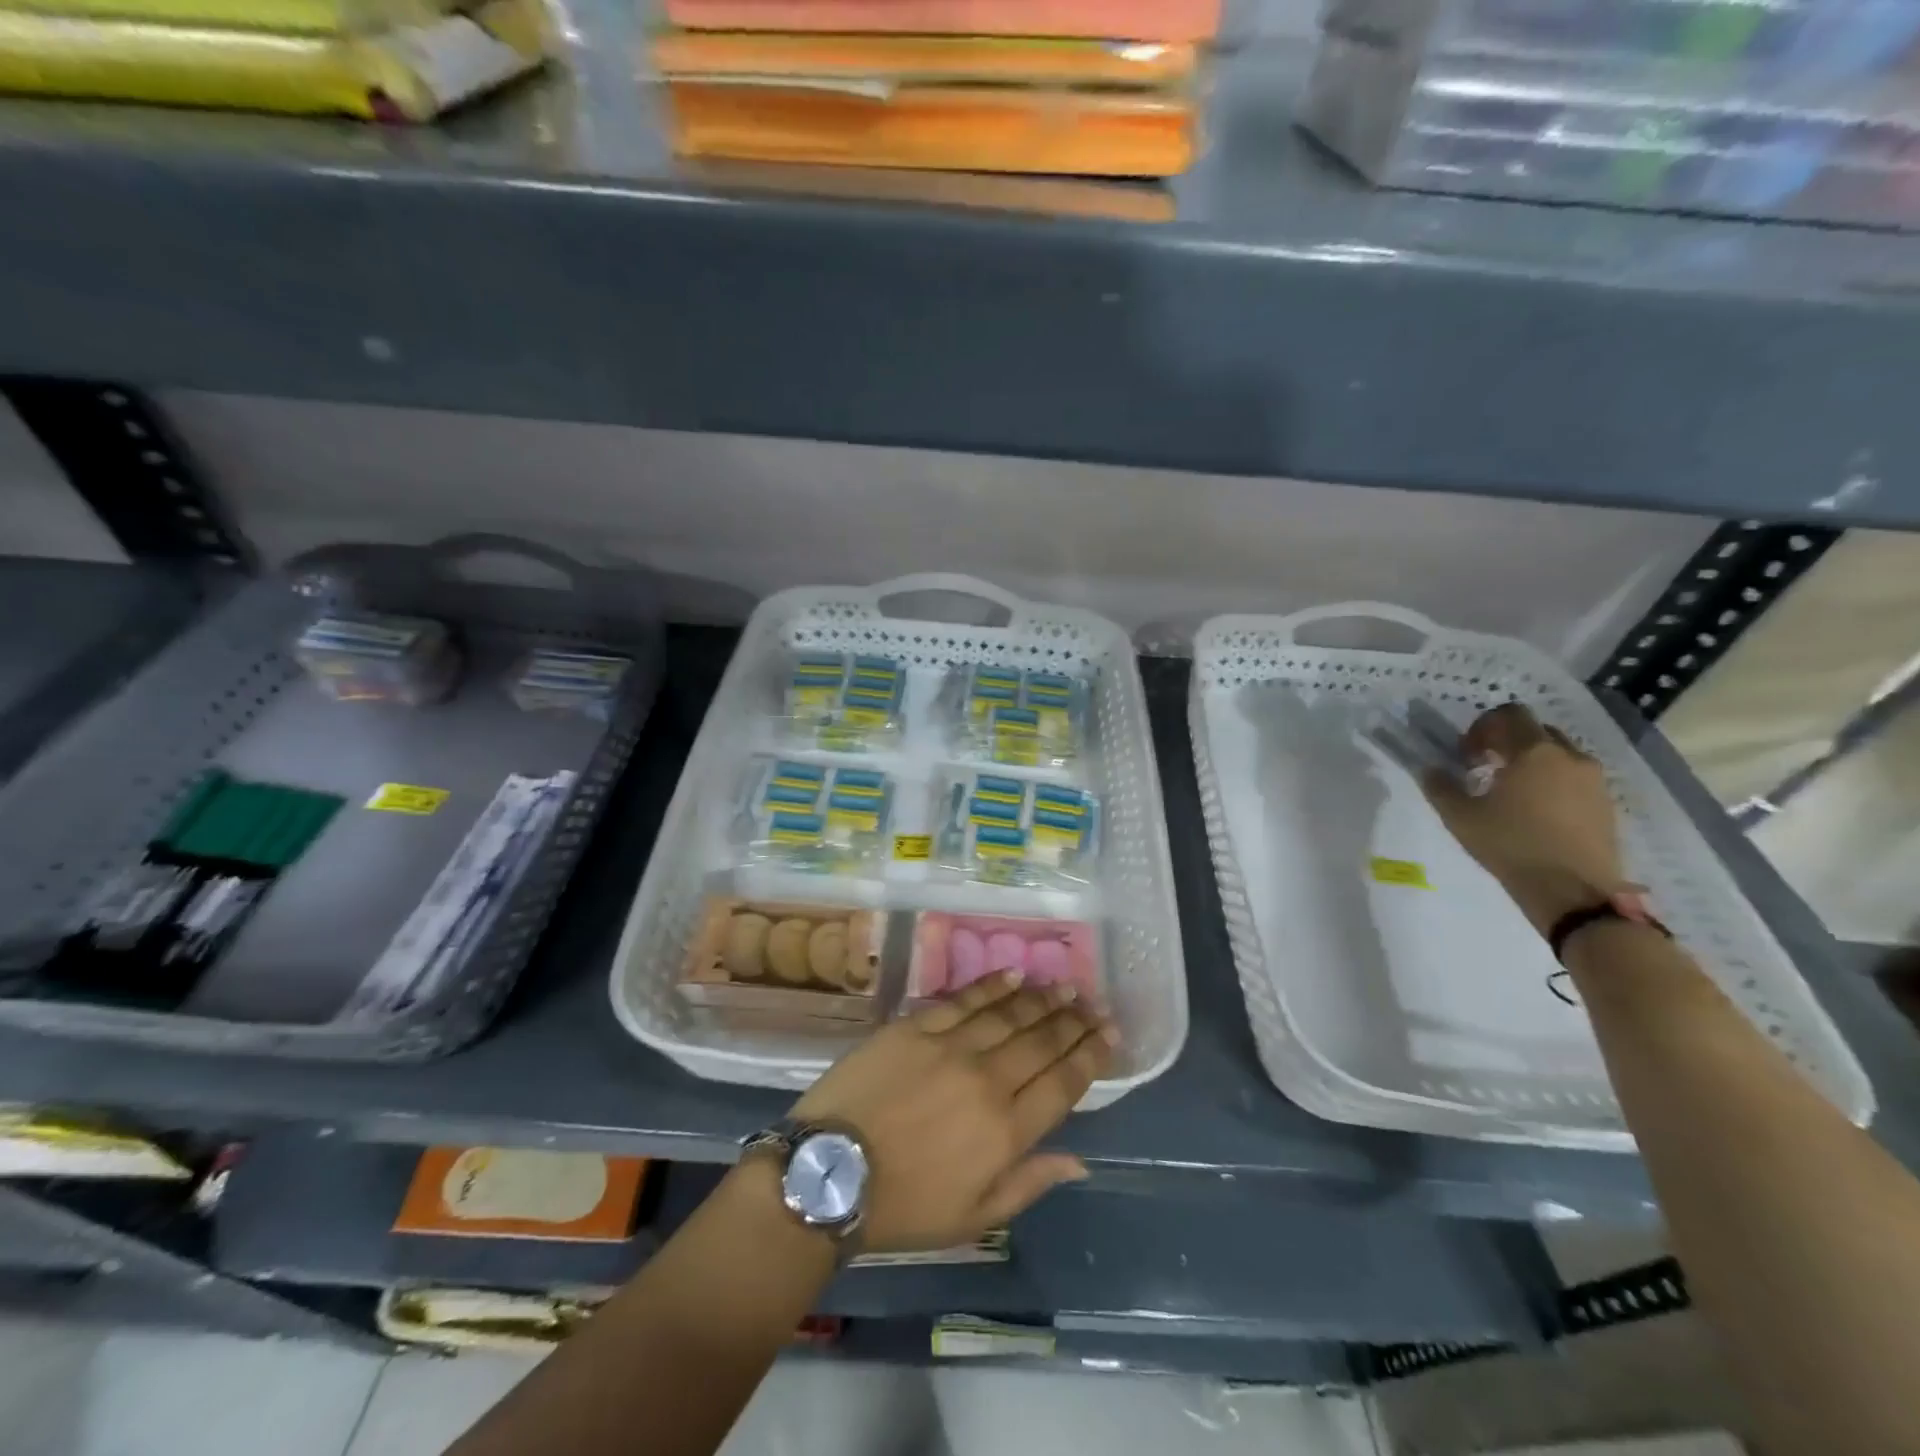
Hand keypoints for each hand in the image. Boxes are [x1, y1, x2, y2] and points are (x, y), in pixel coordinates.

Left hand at [789, 971, 1115, 1250]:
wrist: (829, 1173)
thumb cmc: (903, 1207)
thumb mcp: (972, 1217)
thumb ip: (1029, 1182)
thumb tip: (1079, 1161)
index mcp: (1006, 1131)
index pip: (1063, 1083)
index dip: (1091, 1055)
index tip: (1110, 1034)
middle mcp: (988, 1080)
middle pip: (1042, 1041)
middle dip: (1074, 1021)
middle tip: (1094, 1004)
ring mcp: (951, 1047)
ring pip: (1010, 1014)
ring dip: (1043, 998)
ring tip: (1065, 986)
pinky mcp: (916, 1026)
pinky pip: (964, 999)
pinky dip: (993, 985)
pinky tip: (1015, 975)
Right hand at [1422, 703, 1645, 934]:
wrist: (1574, 892)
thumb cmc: (1511, 846)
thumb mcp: (1460, 817)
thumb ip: (1440, 787)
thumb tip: (1430, 769)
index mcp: (1533, 752)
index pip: (1509, 715)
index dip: (1482, 727)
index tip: (1466, 754)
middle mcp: (1569, 757)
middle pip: (1536, 732)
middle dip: (1508, 743)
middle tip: (1485, 769)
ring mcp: (1594, 780)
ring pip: (1558, 755)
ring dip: (1532, 764)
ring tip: (1511, 794)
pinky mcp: (1606, 804)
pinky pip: (1575, 779)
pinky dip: (1553, 784)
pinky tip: (1536, 813)